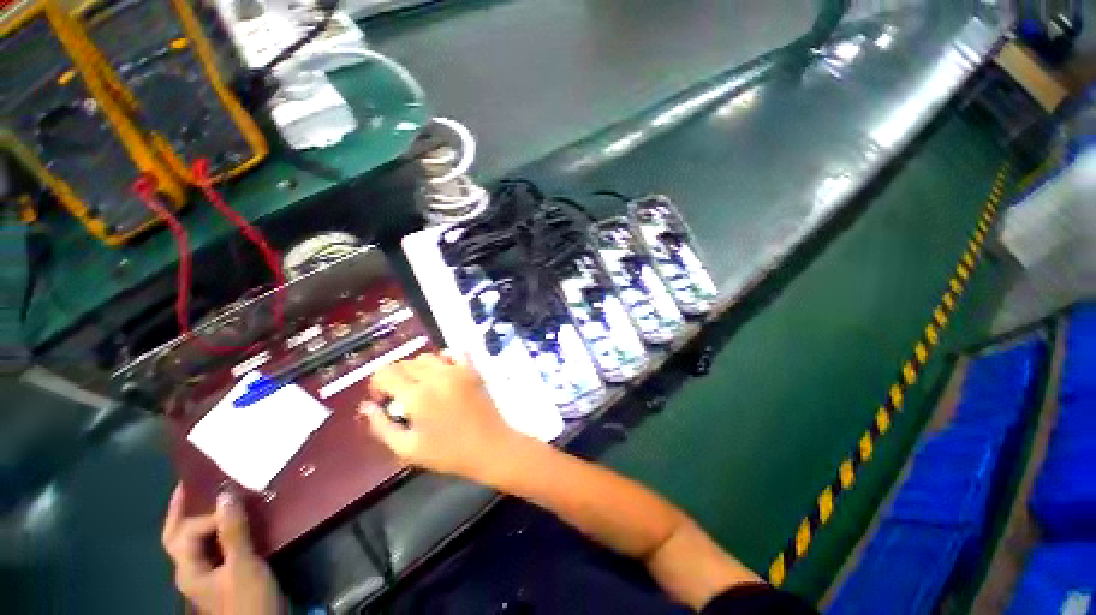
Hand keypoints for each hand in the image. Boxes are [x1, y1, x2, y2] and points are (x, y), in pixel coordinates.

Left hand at [162, 486, 283, 614]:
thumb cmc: (249, 600)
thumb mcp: (243, 566)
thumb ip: (234, 532)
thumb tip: (225, 493)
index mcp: (188, 569)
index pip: (187, 532)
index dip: (210, 514)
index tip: (236, 500)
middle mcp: (190, 569)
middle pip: (177, 535)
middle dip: (180, 510)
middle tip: (189, 482)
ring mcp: (206, 573)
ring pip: (195, 540)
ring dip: (200, 518)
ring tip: (212, 495)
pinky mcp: (223, 574)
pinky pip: (214, 545)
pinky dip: (218, 528)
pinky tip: (232, 520)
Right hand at [362, 352, 524, 481]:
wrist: (489, 446)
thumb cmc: (448, 453)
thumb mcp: (408, 449)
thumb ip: (381, 427)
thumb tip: (366, 406)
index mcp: (417, 396)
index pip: (385, 373)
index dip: (377, 385)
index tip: (383, 400)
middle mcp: (436, 376)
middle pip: (405, 363)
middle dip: (395, 377)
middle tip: (401, 397)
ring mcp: (457, 370)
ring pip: (427, 357)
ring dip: (417, 368)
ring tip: (421, 386)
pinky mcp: (472, 370)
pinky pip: (454, 352)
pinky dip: (444, 358)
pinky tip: (443, 372)